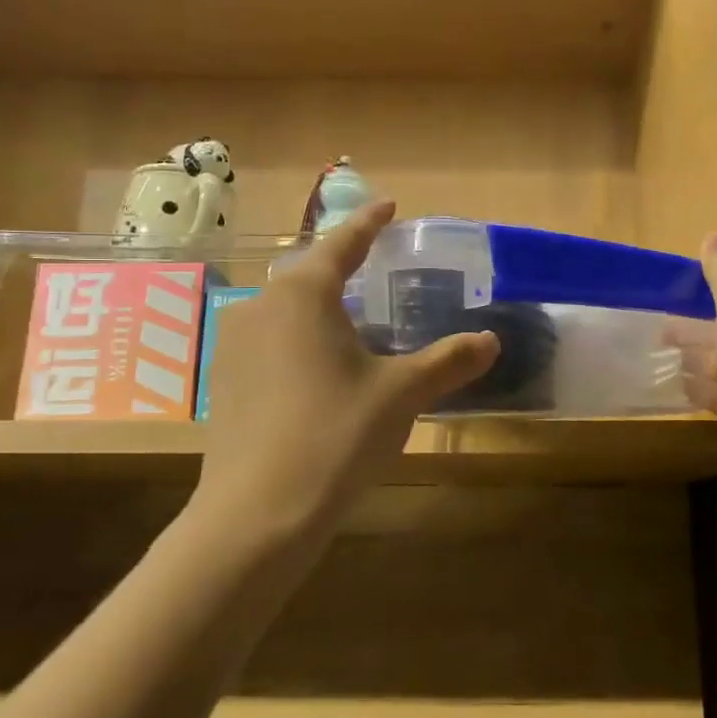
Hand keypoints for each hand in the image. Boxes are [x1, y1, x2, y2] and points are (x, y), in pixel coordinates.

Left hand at [191, 201, 498, 539]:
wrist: (258, 513)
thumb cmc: (336, 435)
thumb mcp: (401, 394)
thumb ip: (448, 361)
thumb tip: (491, 341)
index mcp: (304, 295)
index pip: (342, 242)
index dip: (369, 221)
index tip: (390, 205)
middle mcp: (261, 307)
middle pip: (308, 274)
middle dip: (341, 266)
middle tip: (374, 267)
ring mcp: (234, 345)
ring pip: (285, 310)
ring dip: (319, 308)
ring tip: (352, 324)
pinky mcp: (225, 383)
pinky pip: (269, 343)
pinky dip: (299, 342)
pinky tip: (319, 372)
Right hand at [668, 233, 716, 477]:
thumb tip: (713, 233)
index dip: (704, 290)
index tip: (667, 291)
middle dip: (688, 328)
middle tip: (650, 328)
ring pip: (712, 363)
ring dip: (686, 359)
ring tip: (648, 356)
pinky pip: (709, 394)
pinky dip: (689, 389)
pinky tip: (664, 385)